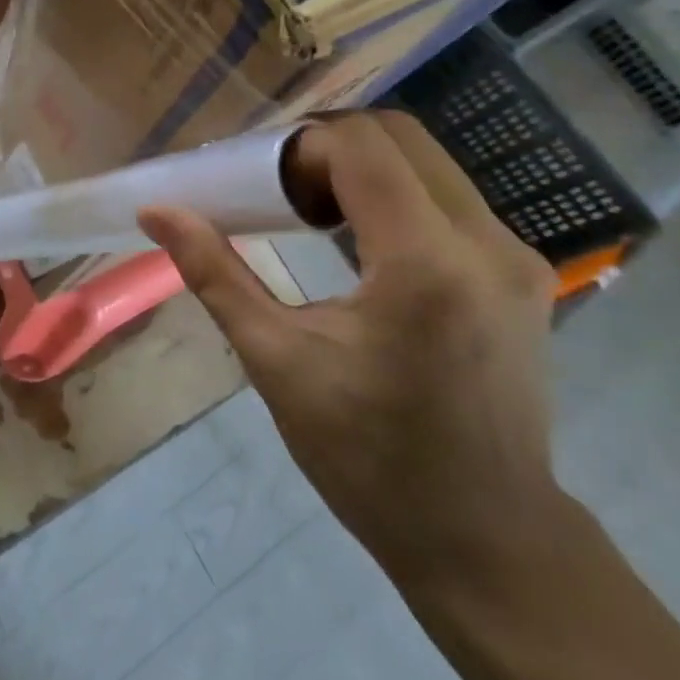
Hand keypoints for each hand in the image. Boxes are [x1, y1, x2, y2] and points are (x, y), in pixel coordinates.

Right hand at [140, 111, 563, 585]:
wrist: (487, 542)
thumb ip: (215, 274)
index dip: (301, 148)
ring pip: (428, 159)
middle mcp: (484, 244)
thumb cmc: (370, 460)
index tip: (264, 190)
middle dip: (329, 146)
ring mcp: (515, 254)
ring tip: (314, 213)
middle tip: (281, 191)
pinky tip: (362, 239)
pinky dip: (396, 191)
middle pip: (399, 136)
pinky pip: (450, 195)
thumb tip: (156, 212)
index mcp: (423, 265)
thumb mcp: (278, 363)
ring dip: (363, 166)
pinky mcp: (523, 270)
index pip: (361, 146)